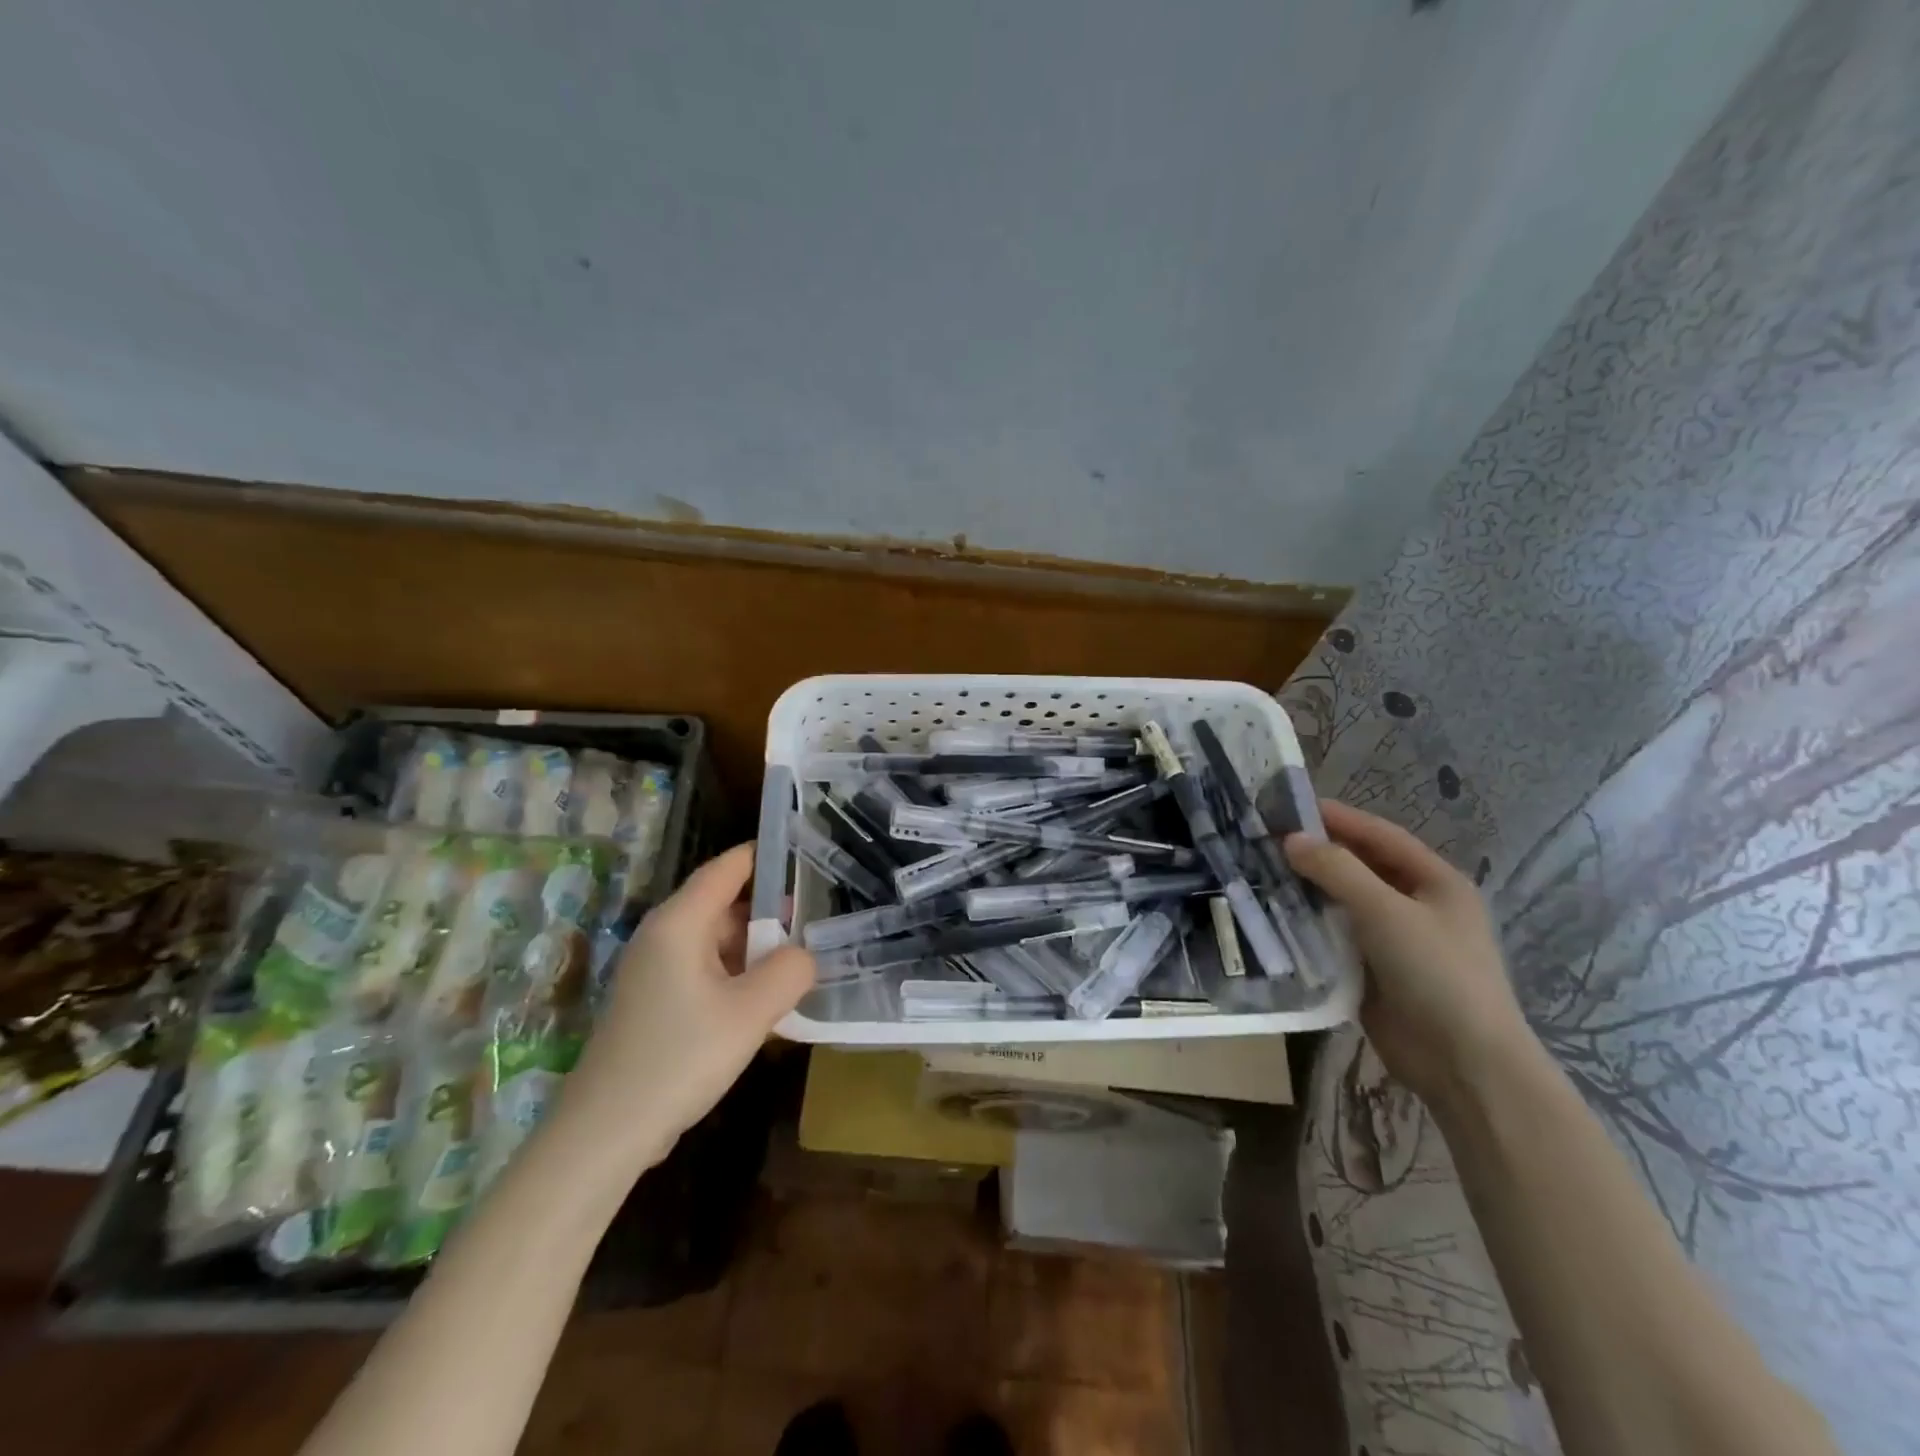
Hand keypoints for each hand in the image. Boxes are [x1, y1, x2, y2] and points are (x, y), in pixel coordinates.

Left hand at [559, 844, 815, 1169]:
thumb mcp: (751, 1012)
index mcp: (679, 923)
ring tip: (798, 963)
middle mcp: (662, 937)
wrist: (606, 1132)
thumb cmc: (680, 1057)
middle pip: (723, 905)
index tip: (803, 851)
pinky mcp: (653, 1003)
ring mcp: (653, 971)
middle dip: (769, 912)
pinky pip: (703, 972)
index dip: (763, 856)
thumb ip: (790, 971)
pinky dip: (736, 976)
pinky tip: (763, 1003)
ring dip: (755, 950)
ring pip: (715, 942)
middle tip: (816, 919)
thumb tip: (804, 955)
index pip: (726, 869)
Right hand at [1283, 800, 1531, 1099]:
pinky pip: (1334, 936)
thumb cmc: (1437, 974)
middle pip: (1359, 866)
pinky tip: (1275, 915)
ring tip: (1261, 872)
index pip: (1380, 835)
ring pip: (1342, 902)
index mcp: (1435, 882)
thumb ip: (1338, 871)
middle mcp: (1416, 905)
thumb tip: (1290, 839)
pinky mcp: (1373, 970)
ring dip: (1307, 888)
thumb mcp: (1387, 913)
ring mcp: (1394, 939)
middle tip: (1265, 839)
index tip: (1288, 805)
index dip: (1337, 817)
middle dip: (1316, 852)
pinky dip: (1308, 924)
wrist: (1464, 1064)